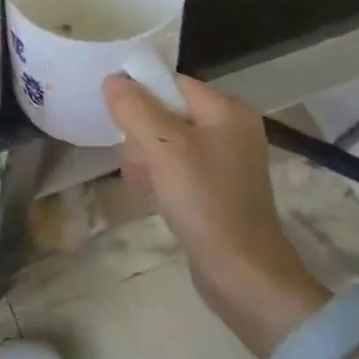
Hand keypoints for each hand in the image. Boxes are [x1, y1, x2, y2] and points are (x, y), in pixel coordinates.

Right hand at [104, 73, 325, 355]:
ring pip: (164, 141)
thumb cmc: (207, 204)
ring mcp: (224, 160)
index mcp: (227, 110)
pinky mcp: (216, 188)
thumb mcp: (164, 150)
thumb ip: (135, 109)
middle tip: (141, 163)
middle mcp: (229, 128)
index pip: (169, 83)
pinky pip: (175, 167)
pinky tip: (154, 197)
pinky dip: (160, 178)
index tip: (121, 123)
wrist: (245, 279)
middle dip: (142, 135)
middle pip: (164, 111)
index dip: (140, 97)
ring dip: (146, 160)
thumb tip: (113, 80)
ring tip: (147, 185)